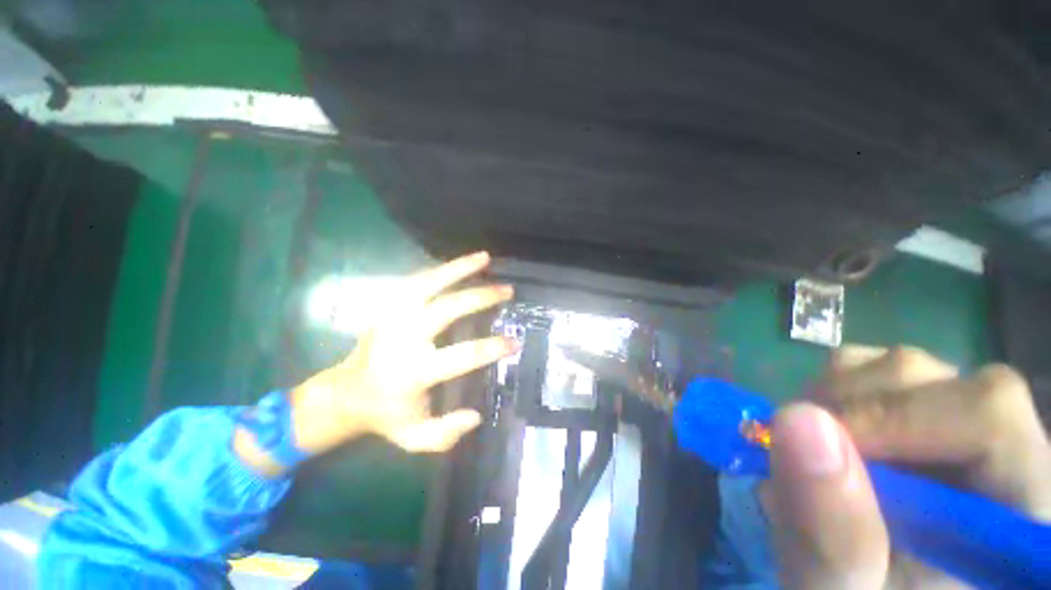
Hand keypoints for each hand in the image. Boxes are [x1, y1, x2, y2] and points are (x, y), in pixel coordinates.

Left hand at [236, 252, 517, 475]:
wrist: (345, 393)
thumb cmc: (384, 414)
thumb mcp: (413, 437)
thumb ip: (445, 434)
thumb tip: (476, 415)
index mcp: (412, 372)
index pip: (461, 355)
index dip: (491, 348)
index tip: (514, 342)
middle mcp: (403, 338)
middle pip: (446, 309)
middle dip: (480, 297)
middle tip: (507, 290)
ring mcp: (392, 317)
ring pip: (428, 283)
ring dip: (458, 269)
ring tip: (485, 258)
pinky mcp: (388, 306)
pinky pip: (417, 281)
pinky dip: (441, 269)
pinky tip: (460, 263)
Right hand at [767, 345, 1050, 588]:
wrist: (864, 588)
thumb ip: (833, 535)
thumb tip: (794, 420)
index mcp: (1023, 508)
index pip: (990, 415)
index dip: (898, 418)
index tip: (821, 448)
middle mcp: (1008, 449)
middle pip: (938, 380)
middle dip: (851, 409)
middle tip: (801, 456)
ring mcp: (960, 423)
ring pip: (897, 368)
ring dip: (832, 401)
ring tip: (808, 454)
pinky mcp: (917, 411)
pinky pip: (868, 369)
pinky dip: (828, 393)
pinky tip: (820, 438)